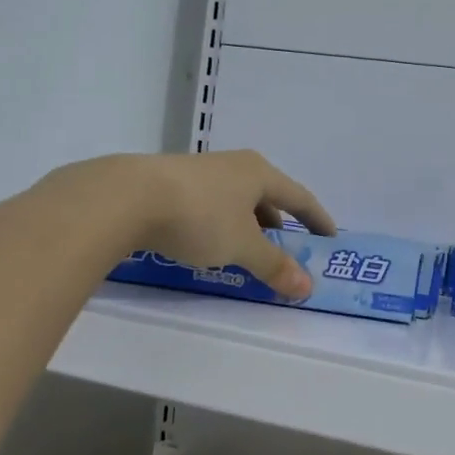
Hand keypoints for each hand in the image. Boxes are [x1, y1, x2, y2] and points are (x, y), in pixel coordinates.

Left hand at [128, 150, 335, 296]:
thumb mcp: (242, 247)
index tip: (329, 238)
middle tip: (285, 250)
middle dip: (278, 225)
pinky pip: (209, 207)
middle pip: (266, 196)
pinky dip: (219, 227)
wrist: (125, 198)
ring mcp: (198, 173)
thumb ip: (274, 266)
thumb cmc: (199, 217)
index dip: (317, 219)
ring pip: (234, 202)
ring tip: (246, 252)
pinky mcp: (168, 185)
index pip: (299, 197)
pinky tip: (207, 245)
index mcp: (258, 173)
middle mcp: (231, 166)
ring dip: (246, 227)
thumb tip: (307, 288)